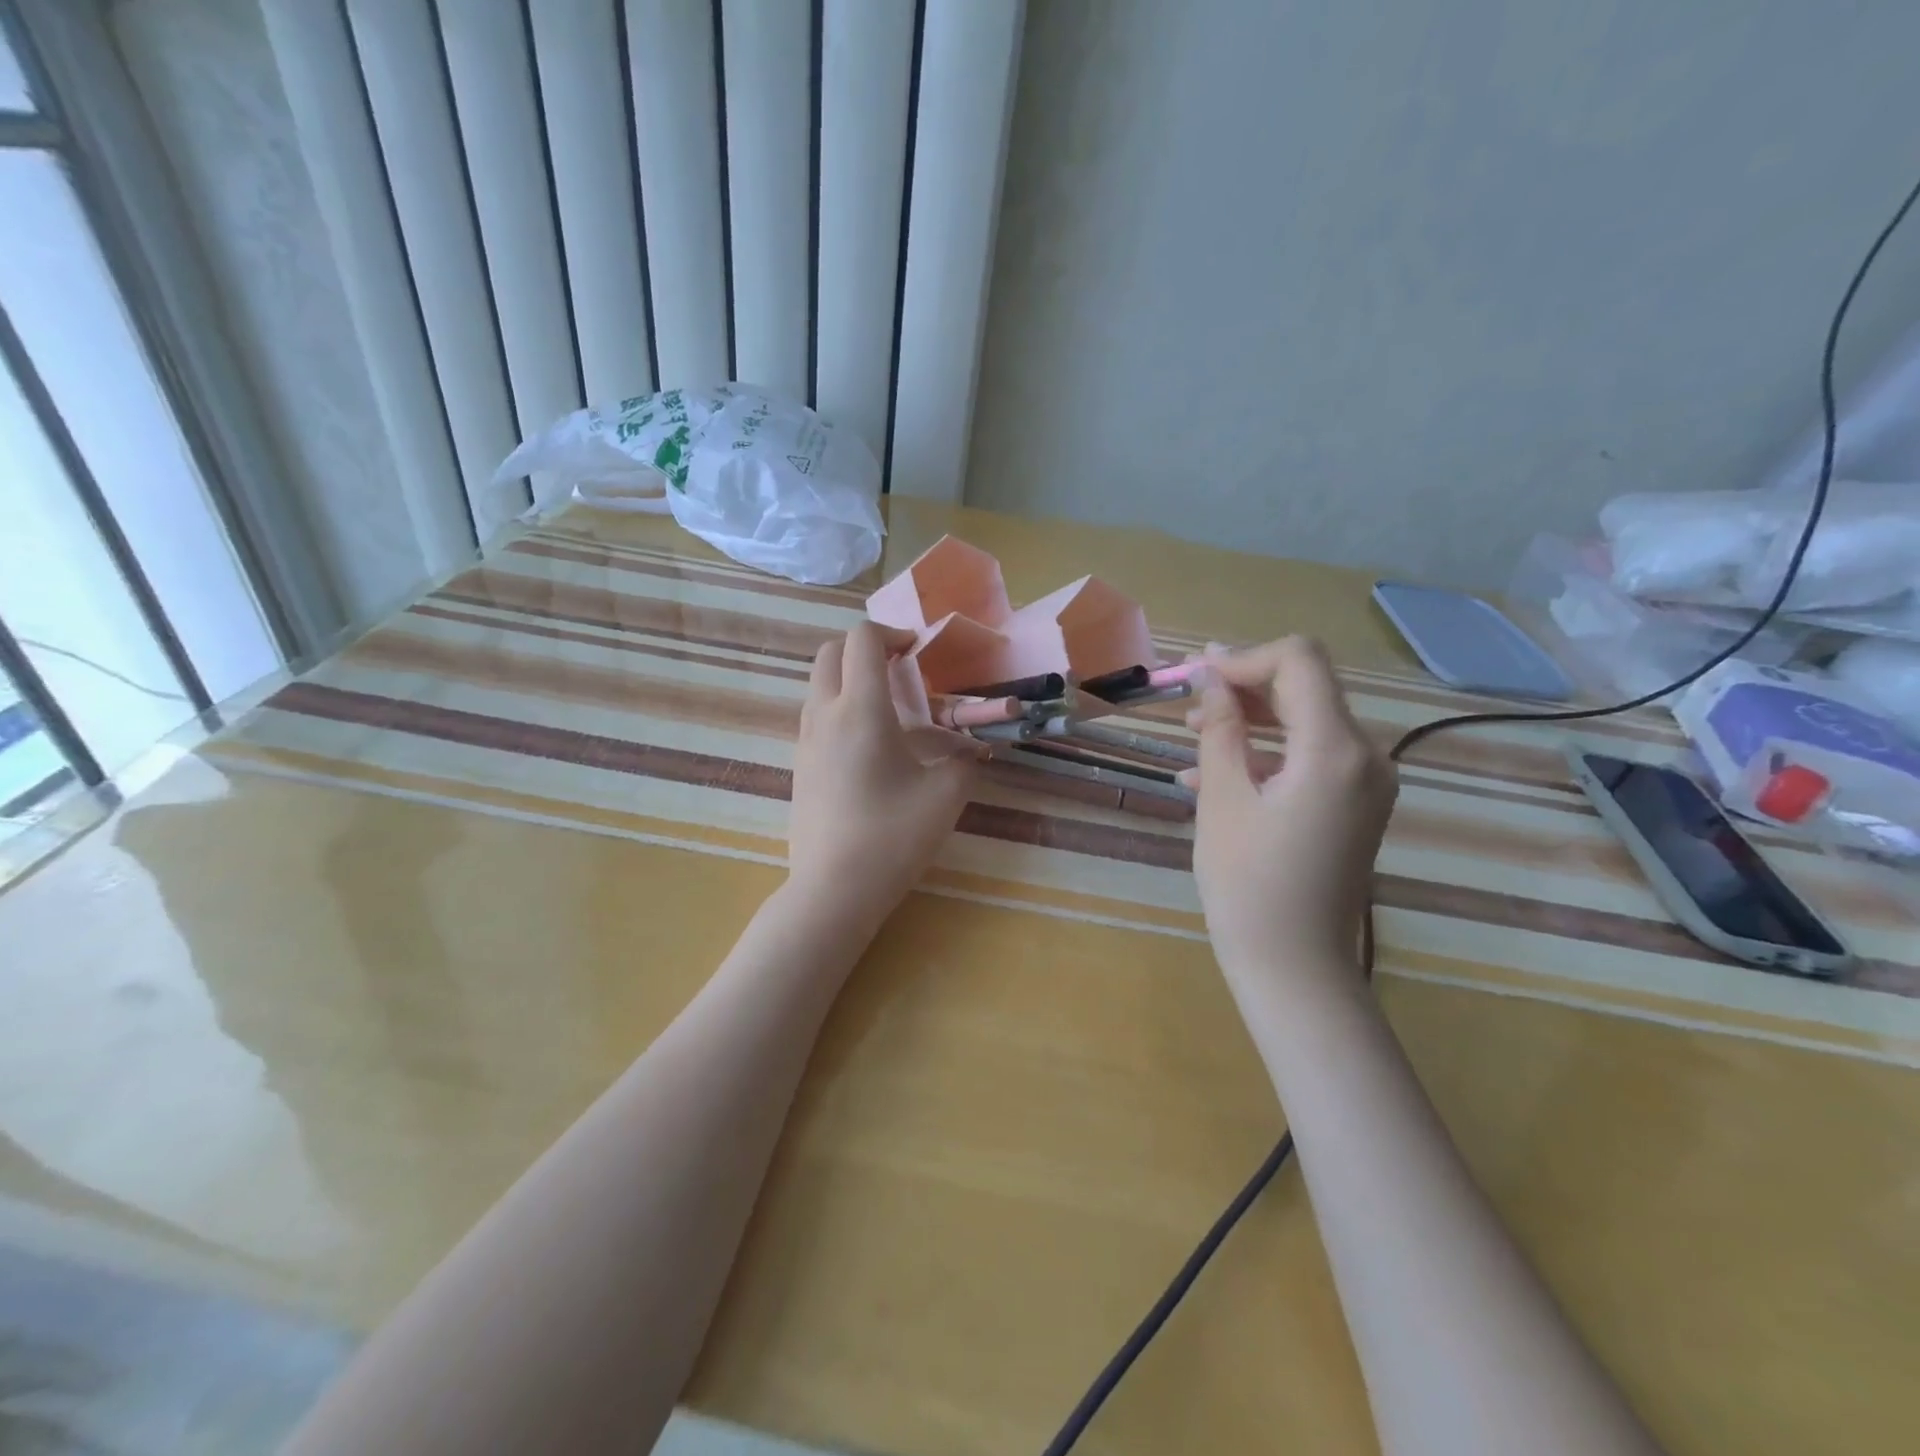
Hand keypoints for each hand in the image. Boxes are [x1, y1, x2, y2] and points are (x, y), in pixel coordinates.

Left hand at [788, 622, 977, 929]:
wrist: (833, 890)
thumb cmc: (892, 837)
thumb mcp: (946, 795)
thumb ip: (965, 759)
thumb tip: (972, 746)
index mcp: (860, 710)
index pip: (862, 639)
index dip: (892, 632)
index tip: (917, 651)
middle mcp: (824, 715)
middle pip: (830, 652)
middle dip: (865, 647)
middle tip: (900, 669)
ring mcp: (805, 741)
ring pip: (819, 684)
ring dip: (850, 677)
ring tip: (889, 708)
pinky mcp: (800, 766)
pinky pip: (816, 715)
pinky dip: (839, 707)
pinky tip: (870, 746)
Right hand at [1187, 638, 1396, 977]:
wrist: (1294, 967)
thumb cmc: (1248, 885)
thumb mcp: (1222, 799)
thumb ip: (1219, 728)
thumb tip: (1211, 676)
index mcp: (1335, 750)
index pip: (1299, 660)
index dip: (1243, 658)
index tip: (1196, 677)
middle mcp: (1366, 755)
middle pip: (1305, 687)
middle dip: (1243, 686)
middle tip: (1187, 702)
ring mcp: (1366, 782)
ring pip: (1305, 721)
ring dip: (1250, 719)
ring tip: (1194, 737)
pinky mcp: (1356, 804)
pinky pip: (1310, 757)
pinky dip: (1266, 753)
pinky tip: (1214, 774)